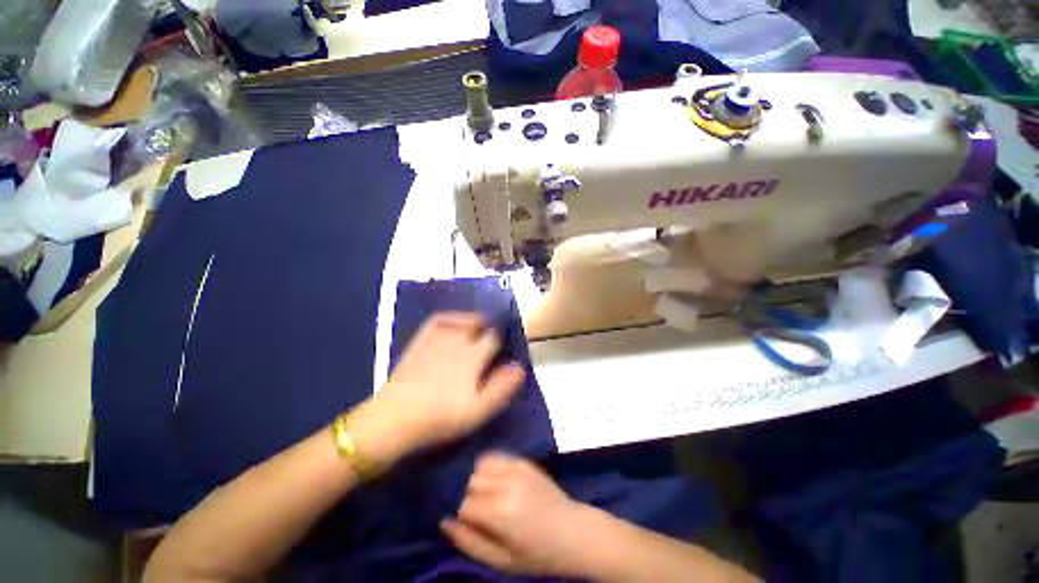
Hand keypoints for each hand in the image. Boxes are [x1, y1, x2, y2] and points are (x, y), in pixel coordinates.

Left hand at [357, 313, 525, 460]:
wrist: (396, 417)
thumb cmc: (442, 416)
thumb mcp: (479, 409)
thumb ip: (502, 387)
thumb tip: (519, 367)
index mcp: (473, 356)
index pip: (493, 338)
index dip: (500, 340)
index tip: (502, 347)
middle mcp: (457, 340)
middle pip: (478, 325)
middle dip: (487, 329)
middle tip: (491, 337)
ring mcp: (437, 338)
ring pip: (460, 320)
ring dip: (472, 320)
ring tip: (478, 325)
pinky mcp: (421, 340)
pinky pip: (438, 320)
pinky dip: (450, 317)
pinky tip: (454, 322)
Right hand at [441, 452, 592, 576]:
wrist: (572, 532)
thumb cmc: (538, 554)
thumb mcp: (502, 561)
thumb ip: (470, 542)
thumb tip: (444, 522)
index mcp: (501, 513)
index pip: (465, 505)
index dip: (467, 517)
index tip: (478, 525)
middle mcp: (507, 485)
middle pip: (472, 482)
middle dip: (473, 497)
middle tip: (487, 512)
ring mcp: (517, 469)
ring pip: (481, 466)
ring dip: (481, 480)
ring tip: (492, 495)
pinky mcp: (524, 461)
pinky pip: (497, 455)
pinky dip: (491, 466)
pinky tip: (498, 480)